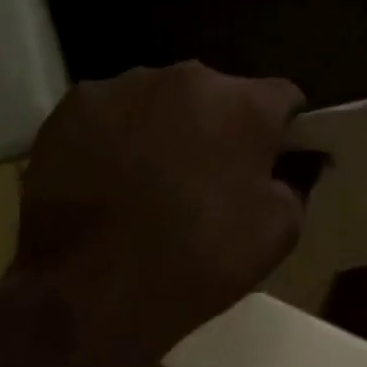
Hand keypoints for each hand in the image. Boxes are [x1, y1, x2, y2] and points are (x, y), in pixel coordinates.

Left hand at [13, 62, 307, 360]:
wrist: (89, 289)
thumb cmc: (196, 261)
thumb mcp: (277, 234)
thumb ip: (295, 184)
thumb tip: (289, 165)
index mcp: (243, 104)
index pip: (283, 98)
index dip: (283, 129)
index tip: (273, 160)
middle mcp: (185, 77)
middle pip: (218, 95)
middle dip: (220, 127)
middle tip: (208, 176)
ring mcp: (121, 86)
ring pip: (161, 100)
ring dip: (166, 128)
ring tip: (150, 180)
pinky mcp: (72, 107)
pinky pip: (111, 113)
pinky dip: (117, 136)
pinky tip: (108, 178)